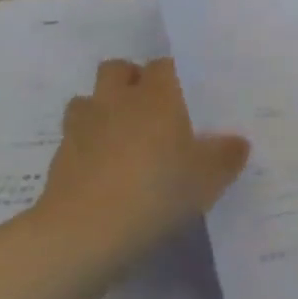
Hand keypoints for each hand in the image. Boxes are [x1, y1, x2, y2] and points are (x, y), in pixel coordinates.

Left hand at [40, 58, 248, 259]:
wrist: (85, 232)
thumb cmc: (157, 192)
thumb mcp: (207, 180)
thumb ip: (225, 157)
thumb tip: (238, 142)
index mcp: (157, 96)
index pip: (163, 65)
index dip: (172, 76)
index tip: (184, 96)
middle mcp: (118, 100)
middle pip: (117, 69)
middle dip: (129, 80)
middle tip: (149, 109)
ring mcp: (83, 126)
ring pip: (88, 100)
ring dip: (101, 109)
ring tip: (119, 137)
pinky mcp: (59, 157)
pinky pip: (73, 138)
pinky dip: (85, 147)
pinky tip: (101, 172)